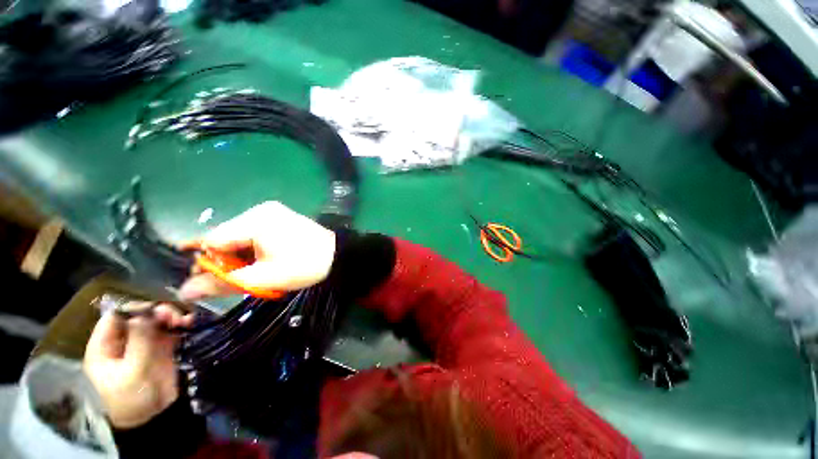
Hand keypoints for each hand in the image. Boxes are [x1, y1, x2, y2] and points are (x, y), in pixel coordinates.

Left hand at [83, 305, 192, 428]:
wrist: (155, 415)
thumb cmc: (134, 397)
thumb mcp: (133, 371)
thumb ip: (138, 341)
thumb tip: (144, 313)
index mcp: (105, 346)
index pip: (114, 317)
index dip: (133, 309)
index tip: (154, 309)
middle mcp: (123, 340)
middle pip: (138, 315)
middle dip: (156, 312)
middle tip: (173, 316)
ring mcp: (143, 342)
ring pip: (156, 320)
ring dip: (170, 316)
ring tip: (183, 321)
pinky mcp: (162, 346)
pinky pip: (170, 328)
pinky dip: (180, 323)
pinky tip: (189, 323)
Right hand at [178, 201, 335, 300]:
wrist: (338, 256)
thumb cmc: (304, 266)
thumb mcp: (264, 278)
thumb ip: (224, 283)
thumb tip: (184, 290)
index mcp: (256, 221)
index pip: (212, 239)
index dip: (208, 262)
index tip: (214, 281)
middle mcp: (261, 210)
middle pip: (225, 236)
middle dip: (226, 259)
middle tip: (240, 278)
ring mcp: (272, 212)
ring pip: (239, 235)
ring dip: (240, 255)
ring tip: (256, 270)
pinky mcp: (280, 217)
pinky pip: (253, 232)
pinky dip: (252, 248)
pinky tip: (263, 260)